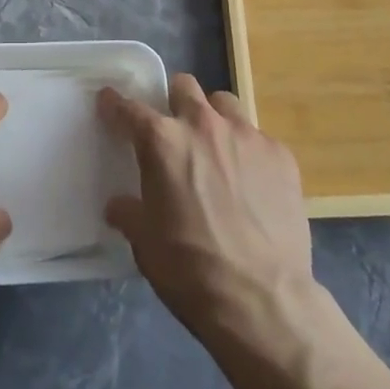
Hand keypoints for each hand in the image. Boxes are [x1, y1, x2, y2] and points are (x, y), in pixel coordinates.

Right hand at [99, 73, 315, 345]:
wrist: (263, 302)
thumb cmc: (191, 271)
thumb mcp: (146, 244)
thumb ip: (129, 213)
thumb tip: (118, 205)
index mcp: (163, 142)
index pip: (130, 108)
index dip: (115, 104)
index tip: (109, 101)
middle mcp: (203, 125)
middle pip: (184, 86)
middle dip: (175, 102)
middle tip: (175, 130)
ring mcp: (247, 135)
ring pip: (224, 103)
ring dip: (214, 118)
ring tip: (217, 149)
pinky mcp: (281, 154)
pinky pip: (258, 138)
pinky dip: (249, 153)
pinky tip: (253, 183)